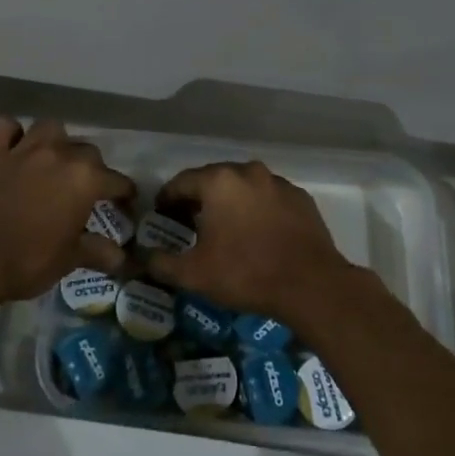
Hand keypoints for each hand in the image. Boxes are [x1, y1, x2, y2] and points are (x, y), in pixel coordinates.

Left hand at [0, 118, 133, 312]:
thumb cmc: (26, 262)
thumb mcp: (67, 260)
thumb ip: (96, 251)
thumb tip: (121, 256)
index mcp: (84, 179)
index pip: (116, 180)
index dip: (124, 194)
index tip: (126, 204)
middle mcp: (59, 155)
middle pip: (87, 150)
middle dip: (91, 167)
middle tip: (86, 189)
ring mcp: (24, 150)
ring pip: (50, 128)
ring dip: (56, 141)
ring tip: (54, 159)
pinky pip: (4, 127)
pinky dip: (10, 132)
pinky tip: (13, 146)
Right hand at [146, 161, 358, 327]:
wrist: (310, 284)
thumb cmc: (246, 273)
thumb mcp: (194, 275)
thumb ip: (162, 263)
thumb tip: (144, 257)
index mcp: (219, 181)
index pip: (182, 181)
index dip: (167, 198)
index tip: (162, 215)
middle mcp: (248, 171)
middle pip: (214, 179)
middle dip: (199, 198)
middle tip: (189, 222)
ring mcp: (278, 182)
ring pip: (243, 187)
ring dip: (230, 202)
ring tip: (224, 228)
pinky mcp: (300, 197)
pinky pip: (268, 198)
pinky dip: (257, 209)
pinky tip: (257, 233)